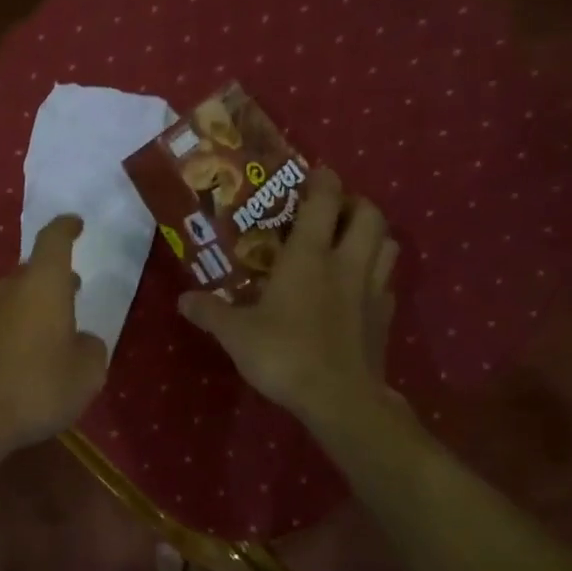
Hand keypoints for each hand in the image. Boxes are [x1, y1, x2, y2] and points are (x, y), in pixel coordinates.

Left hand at [0, 215, 108, 453]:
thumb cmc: (37, 386)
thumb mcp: (86, 373)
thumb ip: (91, 349)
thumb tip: (82, 341)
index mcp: (42, 284)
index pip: (54, 240)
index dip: (66, 228)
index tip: (76, 223)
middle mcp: (8, 290)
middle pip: (32, 271)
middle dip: (54, 277)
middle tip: (74, 288)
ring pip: (13, 297)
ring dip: (34, 304)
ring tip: (55, 324)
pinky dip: (17, 329)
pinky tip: (28, 355)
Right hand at [177, 169, 402, 434]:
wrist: (338, 398)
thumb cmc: (284, 354)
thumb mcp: (235, 334)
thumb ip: (210, 312)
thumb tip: (182, 300)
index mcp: (309, 256)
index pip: (325, 201)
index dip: (324, 180)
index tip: (316, 172)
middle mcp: (346, 263)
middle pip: (370, 215)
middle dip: (356, 202)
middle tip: (335, 209)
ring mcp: (372, 291)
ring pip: (388, 245)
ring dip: (374, 235)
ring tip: (352, 241)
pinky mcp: (384, 319)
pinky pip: (386, 284)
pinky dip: (376, 277)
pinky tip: (358, 290)